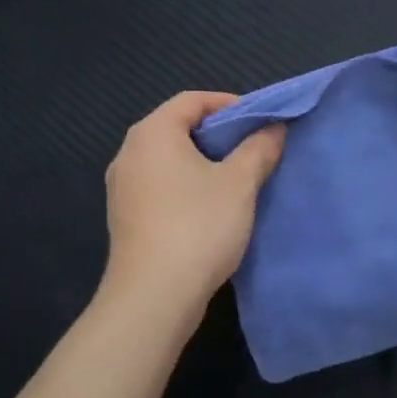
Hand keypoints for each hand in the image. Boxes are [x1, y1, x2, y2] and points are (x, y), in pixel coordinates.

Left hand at [100, 91, 284, 325]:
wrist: (153, 297)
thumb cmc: (198, 226)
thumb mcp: (239, 183)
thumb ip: (259, 148)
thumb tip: (273, 128)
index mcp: (152, 133)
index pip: (192, 100)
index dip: (230, 104)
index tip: (260, 121)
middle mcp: (129, 153)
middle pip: (178, 127)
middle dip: (218, 134)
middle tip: (253, 148)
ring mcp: (122, 187)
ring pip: (169, 159)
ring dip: (203, 162)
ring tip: (238, 177)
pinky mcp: (125, 217)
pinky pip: (160, 185)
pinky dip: (187, 185)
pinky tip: (212, 207)